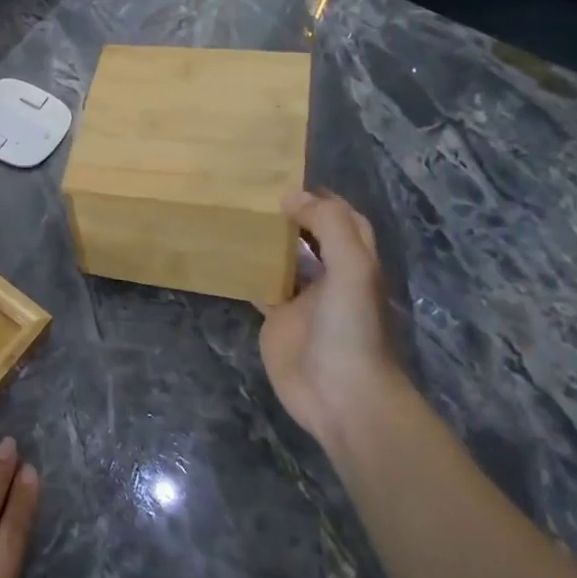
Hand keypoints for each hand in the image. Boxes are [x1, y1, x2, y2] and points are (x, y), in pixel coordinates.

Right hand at [257, 190, 404, 452]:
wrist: (343, 396)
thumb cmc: (352, 330)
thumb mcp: (352, 270)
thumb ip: (329, 227)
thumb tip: (292, 196)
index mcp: (355, 263)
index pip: (344, 220)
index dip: (322, 200)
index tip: (285, 181)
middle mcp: (330, 277)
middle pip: (311, 238)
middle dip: (289, 216)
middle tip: (250, 194)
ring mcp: (302, 300)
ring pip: (282, 260)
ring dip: (263, 241)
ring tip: (231, 216)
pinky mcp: (277, 321)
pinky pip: (259, 288)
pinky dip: (243, 272)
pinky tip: (220, 257)